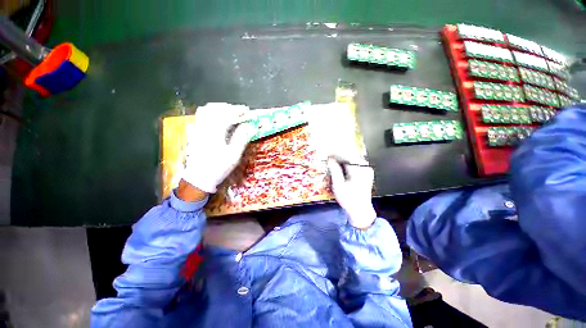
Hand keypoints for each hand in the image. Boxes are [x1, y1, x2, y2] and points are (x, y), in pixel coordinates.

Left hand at [182, 103, 255, 192]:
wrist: (199, 178)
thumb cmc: (218, 167)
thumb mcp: (233, 155)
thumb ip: (241, 138)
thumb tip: (250, 126)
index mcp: (215, 133)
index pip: (226, 115)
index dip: (238, 111)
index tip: (247, 111)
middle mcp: (204, 127)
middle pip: (214, 109)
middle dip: (229, 107)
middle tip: (240, 111)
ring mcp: (197, 129)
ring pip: (205, 110)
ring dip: (219, 108)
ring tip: (230, 112)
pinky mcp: (194, 133)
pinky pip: (201, 116)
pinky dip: (211, 113)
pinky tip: (218, 118)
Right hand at [327, 157, 376, 228]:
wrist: (360, 211)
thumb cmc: (348, 199)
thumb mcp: (338, 185)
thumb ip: (335, 171)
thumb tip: (330, 159)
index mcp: (358, 171)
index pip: (347, 156)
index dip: (337, 153)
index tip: (328, 153)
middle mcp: (365, 168)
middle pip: (351, 156)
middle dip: (340, 155)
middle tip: (330, 157)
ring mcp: (367, 171)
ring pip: (354, 159)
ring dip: (344, 158)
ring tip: (334, 160)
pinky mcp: (367, 174)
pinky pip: (357, 164)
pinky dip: (348, 163)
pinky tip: (342, 166)